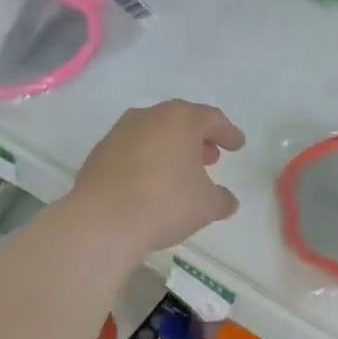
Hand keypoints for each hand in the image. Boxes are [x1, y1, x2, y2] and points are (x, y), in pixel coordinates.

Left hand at [69, 100, 244, 259]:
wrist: (103, 221)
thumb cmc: (165, 203)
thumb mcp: (206, 205)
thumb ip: (221, 199)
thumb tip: (226, 200)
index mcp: (180, 119)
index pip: (211, 118)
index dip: (228, 133)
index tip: (238, 145)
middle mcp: (148, 117)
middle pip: (179, 122)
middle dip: (197, 139)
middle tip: (210, 157)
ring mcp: (119, 134)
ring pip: (153, 135)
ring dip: (170, 150)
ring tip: (180, 172)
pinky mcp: (99, 155)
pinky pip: (132, 153)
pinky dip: (146, 162)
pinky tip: (151, 185)